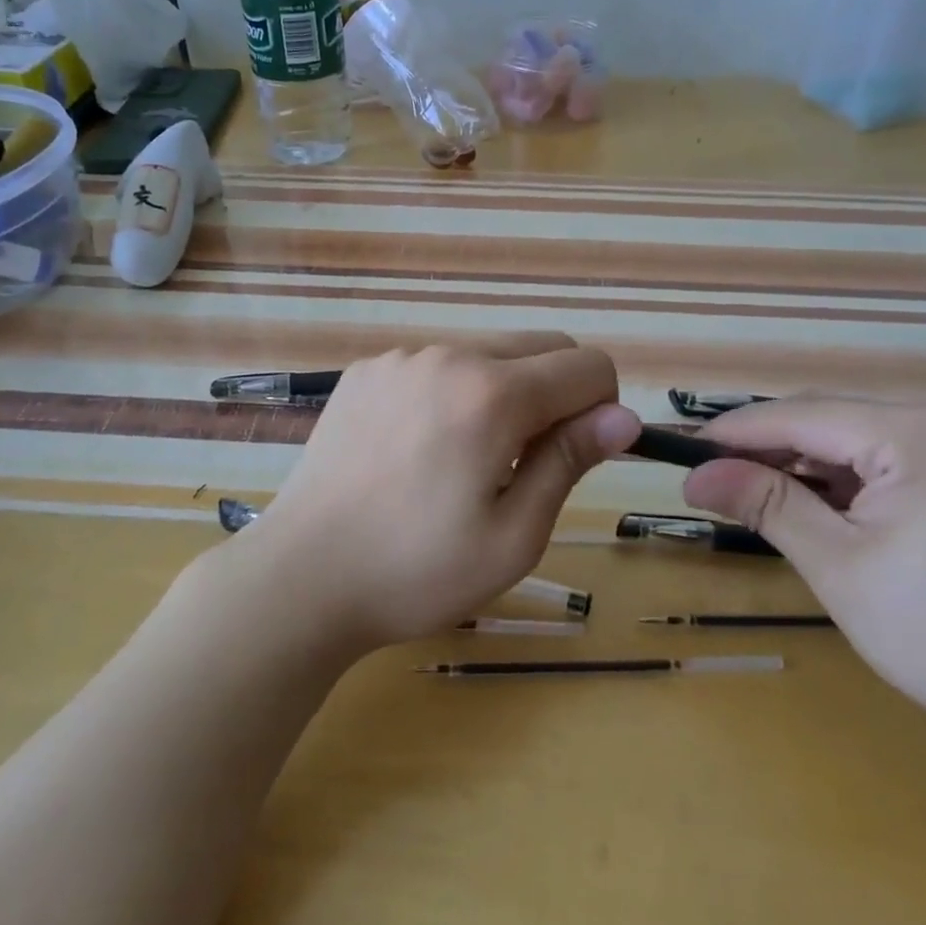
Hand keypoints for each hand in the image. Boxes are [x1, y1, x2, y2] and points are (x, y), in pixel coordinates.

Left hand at [248, 334, 640, 650]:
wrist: (301, 577)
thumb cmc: (417, 571)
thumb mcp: (514, 535)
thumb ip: (570, 461)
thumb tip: (624, 417)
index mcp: (492, 393)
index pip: (588, 366)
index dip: (601, 409)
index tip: (574, 457)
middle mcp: (448, 355)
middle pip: (540, 347)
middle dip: (556, 394)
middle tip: (522, 465)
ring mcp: (400, 358)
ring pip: (487, 354)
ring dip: (502, 393)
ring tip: (463, 462)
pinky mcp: (366, 370)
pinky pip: (436, 365)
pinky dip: (451, 393)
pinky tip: (417, 450)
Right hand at [682, 397, 925, 779]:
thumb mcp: (840, 568)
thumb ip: (765, 504)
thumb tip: (694, 475)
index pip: (806, 414)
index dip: (738, 432)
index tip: (683, 449)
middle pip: (836, 419)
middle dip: (773, 450)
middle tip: (714, 479)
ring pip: (865, 435)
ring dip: (811, 464)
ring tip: (759, 495)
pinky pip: (899, 453)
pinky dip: (854, 476)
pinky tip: (825, 505)